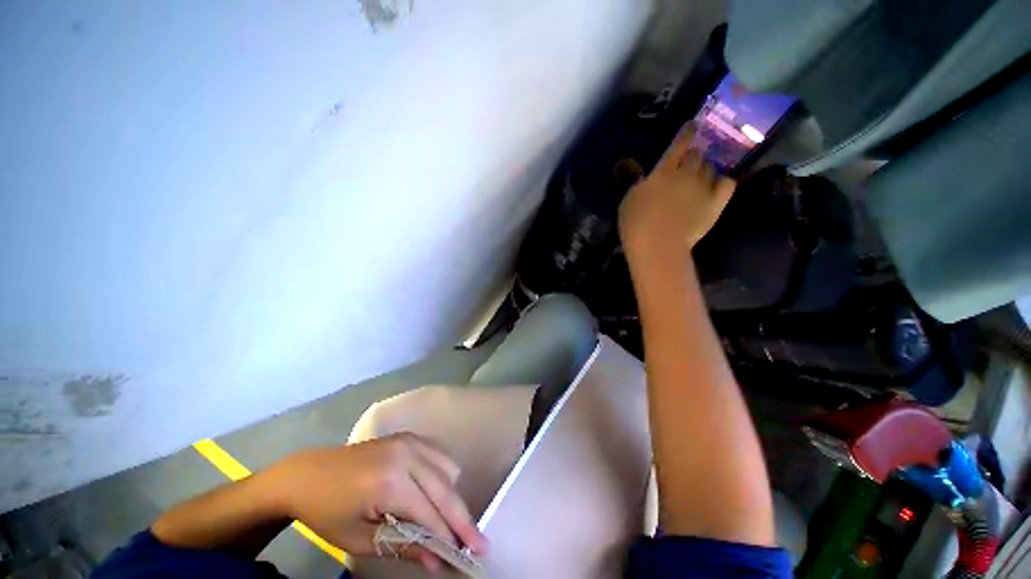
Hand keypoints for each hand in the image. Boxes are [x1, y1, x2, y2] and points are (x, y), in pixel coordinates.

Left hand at [267, 433, 486, 571]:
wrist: (308, 474)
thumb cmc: (327, 512)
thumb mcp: (359, 539)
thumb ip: (402, 546)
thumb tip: (438, 561)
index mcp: (389, 482)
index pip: (430, 512)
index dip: (450, 536)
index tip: (469, 556)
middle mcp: (406, 454)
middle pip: (445, 488)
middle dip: (462, 518)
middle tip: (478, 543)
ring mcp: (410, 441)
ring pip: (448, 468)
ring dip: (453, 496)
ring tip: (451, 522)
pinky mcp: (410, 437)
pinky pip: (439, 455)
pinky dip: (445, 476)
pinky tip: (439, 493)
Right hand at [618, 125, 735, 257]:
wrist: (658, 245)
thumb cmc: (636, 222)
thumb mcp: (629, 199)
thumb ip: (635, 180)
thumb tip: (632, 165)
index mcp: (664, 171)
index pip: (679, 144)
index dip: (686, 133)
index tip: (692, 126)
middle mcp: (687, 173)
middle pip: (697, 155)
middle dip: (693, 155)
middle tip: (687, 163)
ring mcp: (703, 188)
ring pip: (710, 167)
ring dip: (704, 169)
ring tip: (699, 176)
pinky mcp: (715, 203)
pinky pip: (726, 184)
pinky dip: (722, 180)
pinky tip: (717, 184)